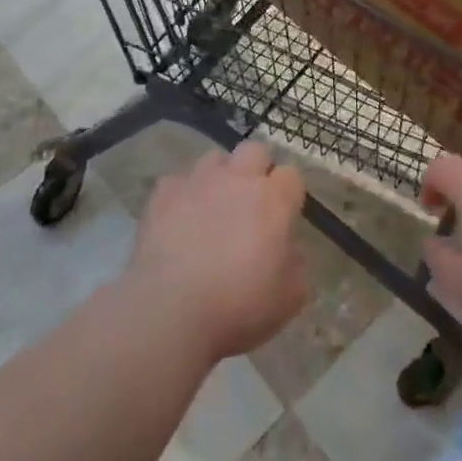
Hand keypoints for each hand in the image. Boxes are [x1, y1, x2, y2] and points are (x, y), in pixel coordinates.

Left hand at [123, 142, 308, 363]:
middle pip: (255, 151)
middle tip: (251, 202)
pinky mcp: (165, 191)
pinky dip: (183, 195)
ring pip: (216, 158)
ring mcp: (199, 180)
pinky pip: (179, 181)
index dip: (289, 193)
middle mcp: (238, 178)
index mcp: (273, 200)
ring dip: (220, 176)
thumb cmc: (238, 307)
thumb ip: (297, 266)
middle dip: (258, 169)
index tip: (285, 215)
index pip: (292, 175)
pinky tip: (179, 219)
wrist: (171, 310)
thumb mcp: (288, 299)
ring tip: (213, 206)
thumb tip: (291, 250)